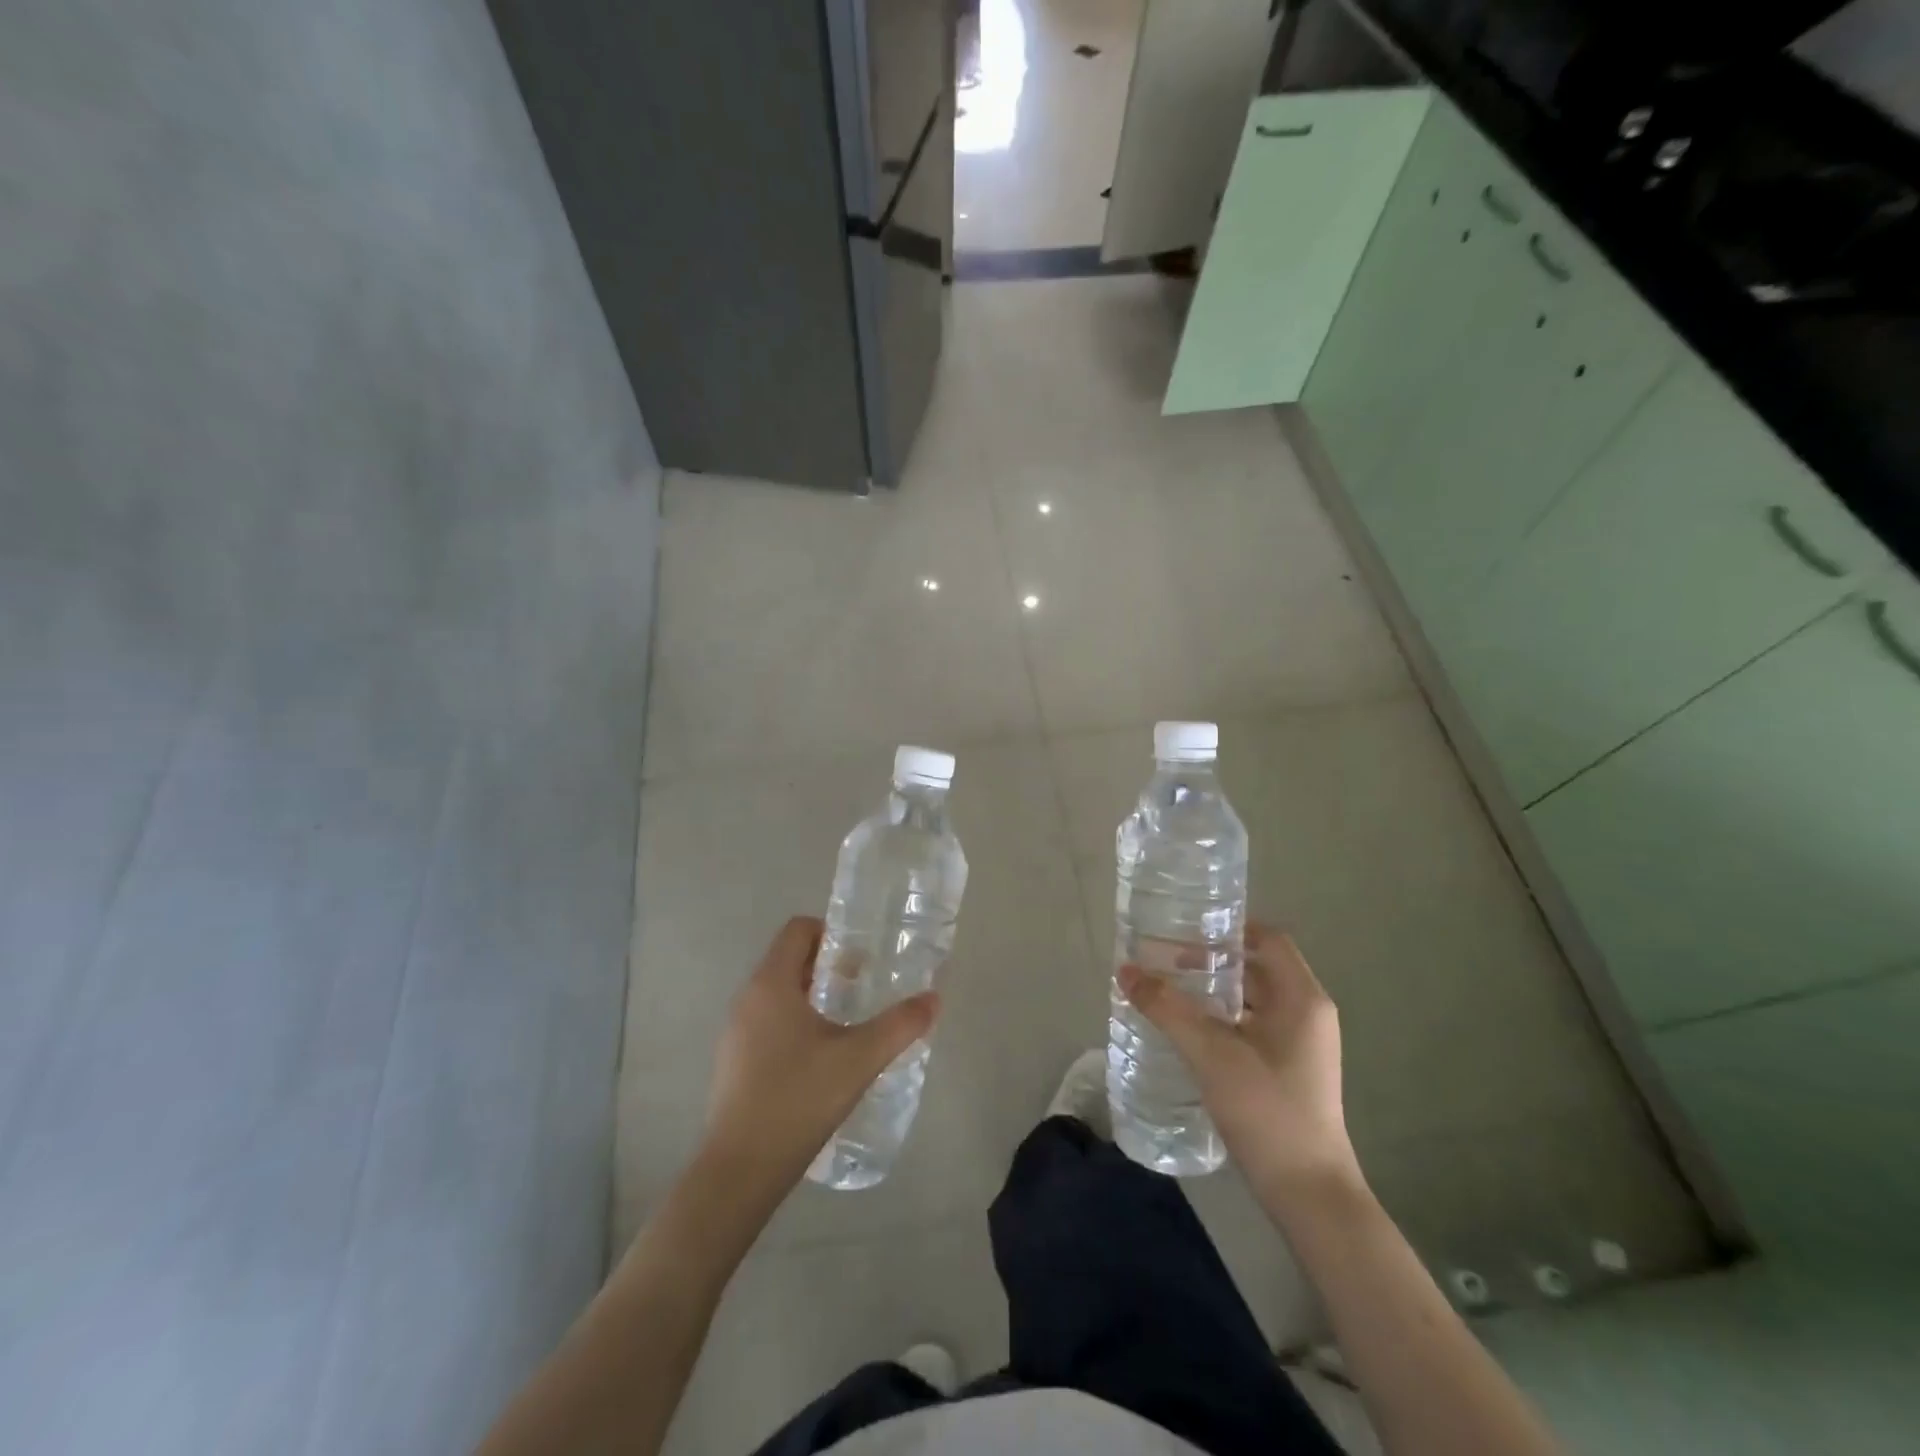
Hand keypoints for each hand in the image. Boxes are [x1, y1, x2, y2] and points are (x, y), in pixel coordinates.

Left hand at [701, 916, 939, 1200]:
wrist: (740, 1172)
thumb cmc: (798, 1099)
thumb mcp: (859, 1059)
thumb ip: (900, 1025)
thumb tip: (933, 999)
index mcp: (771, 984)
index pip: (797, 930)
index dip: (830, 932)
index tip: (860, 957)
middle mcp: (747, 999)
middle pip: (788, 960)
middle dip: (827, 967)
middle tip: (863, 987)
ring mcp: (734, 1033)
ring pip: (777, 994)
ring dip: (812, 996)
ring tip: (846, 1025)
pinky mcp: (732, 1063)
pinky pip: (766, 1023)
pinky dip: (794, 1024)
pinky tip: (820, 1061)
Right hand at [1119, 924, 1360, 1207]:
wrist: (1309, 1195)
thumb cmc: (1267, 1111)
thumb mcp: (1211, 1054)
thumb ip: (1167, 1008)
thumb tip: (1126, 970)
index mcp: (1302, 998)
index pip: (1268, 938)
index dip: (1228, 928)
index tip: (1186, 930)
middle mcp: (1307, 1014)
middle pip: (1257, 968)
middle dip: (1211, 962)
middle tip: (1165, 962)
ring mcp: (1302, 1045)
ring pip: (1253, 1001)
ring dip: (1213, 993)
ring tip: (1169, 994)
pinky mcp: (1290, 1070)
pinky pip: (1253, 1027)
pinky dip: (1222, 1020)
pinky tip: (1188, 1033)